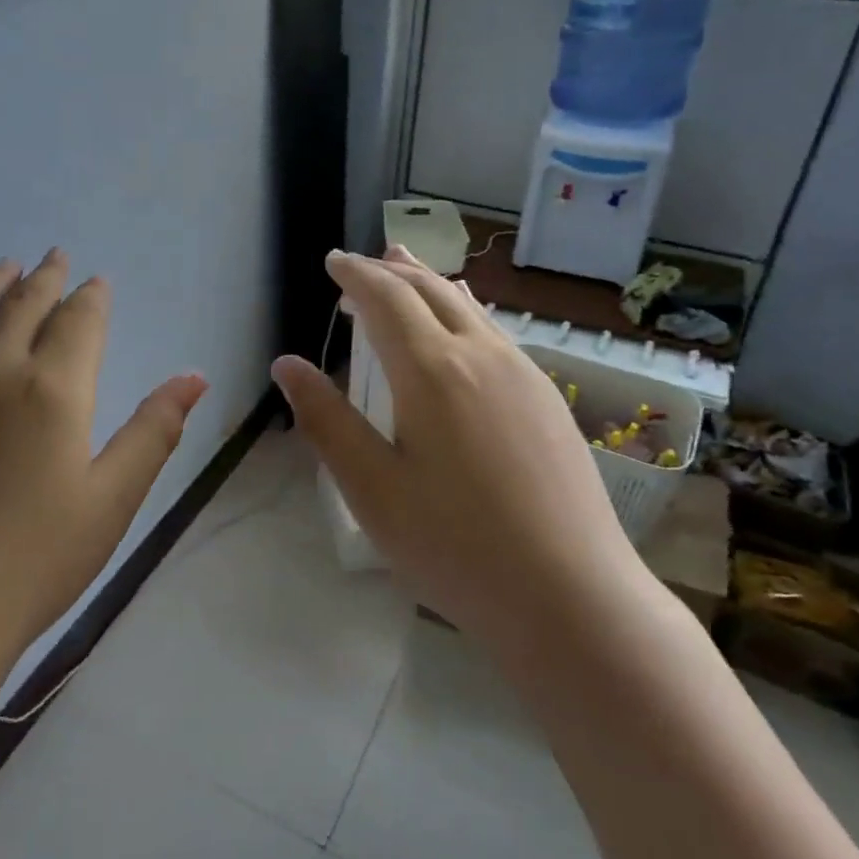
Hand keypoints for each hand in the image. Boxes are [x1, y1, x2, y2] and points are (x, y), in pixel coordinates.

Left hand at [0, 250, 207, 688]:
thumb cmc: (31, 563)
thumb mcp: (111, 501)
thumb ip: (153, 431)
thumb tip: (195, 377)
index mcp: (53, 388)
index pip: (78, 321)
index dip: (92, 297)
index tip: (98, 281)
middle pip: (22, 303)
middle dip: (45, 277)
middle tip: (56, 257)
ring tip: (5, 267)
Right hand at [272, 246, 650, 647]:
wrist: (571, 595)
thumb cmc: (455, 546)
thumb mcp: (372, 489)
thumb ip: (326, 419)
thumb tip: (287, 364)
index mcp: (432, 370)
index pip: (386, 298)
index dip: (355, 274)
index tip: (333, 262)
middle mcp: (482, 354)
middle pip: (430, 290)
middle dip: (391, 270)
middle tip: (361, 265)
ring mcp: (524, 373)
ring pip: (469, 307)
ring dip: (429, 285)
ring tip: (406, 271)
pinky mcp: (548, 398)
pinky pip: (495, 332)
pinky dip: (462, 312)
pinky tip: (460, 331)